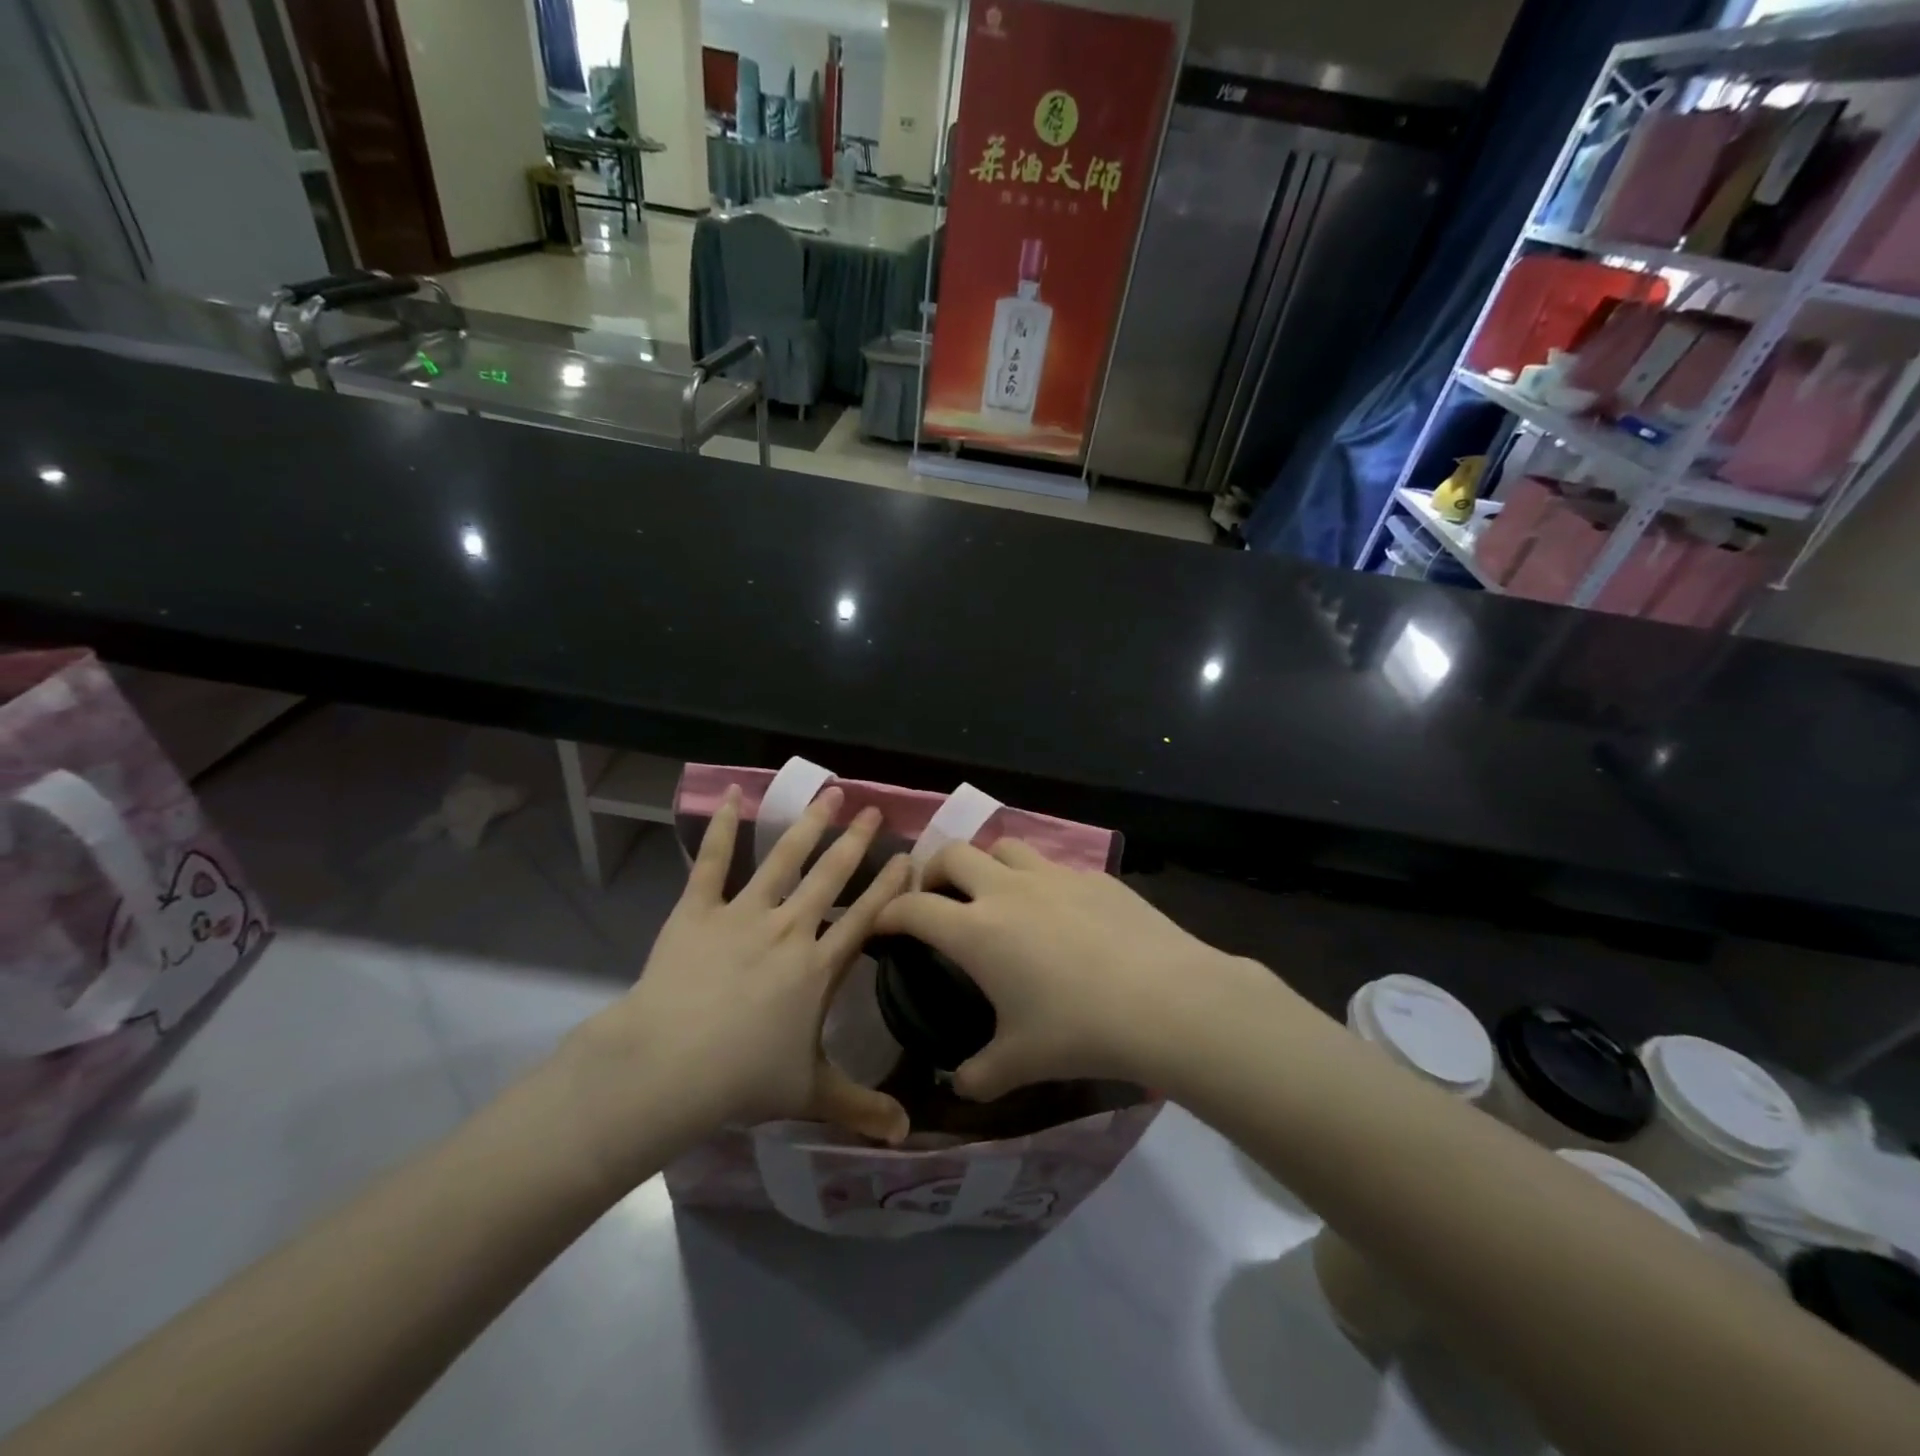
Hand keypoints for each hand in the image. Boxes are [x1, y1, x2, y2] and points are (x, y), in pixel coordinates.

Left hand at [562, 786, 911, 1186]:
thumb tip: (909, 1139)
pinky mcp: (697, 910)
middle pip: (831, 876)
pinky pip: (709, 861)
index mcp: (818, 965)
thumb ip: (861, 1108)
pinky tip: (731, 794)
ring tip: (828, 793)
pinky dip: (719, 827)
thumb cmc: (744, 1077)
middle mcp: (789, 928)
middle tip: (874, 809)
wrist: (669, 1065)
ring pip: (782, 858)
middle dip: (856, 841)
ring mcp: (742, 913)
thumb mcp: (810, 1094)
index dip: (891, 886)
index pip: (866, 917)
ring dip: (808, 824)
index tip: (909, 856)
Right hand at [871, 841, 1240, 1100]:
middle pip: (954, 853)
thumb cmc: (1079, 1030)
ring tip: (995, 894)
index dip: (889, 913)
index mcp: (976, 930)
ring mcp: (1054, 876)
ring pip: (1004, 847)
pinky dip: (1039, 881)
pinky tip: (1059, 913)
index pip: (914, 908)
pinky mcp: (1094, 877)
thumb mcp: (1020, 1062)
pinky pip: (1053, 866)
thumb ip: (980, 1074)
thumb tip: (960, 1085)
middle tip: (937, 899)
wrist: (1165, 1000)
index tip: (882, 925)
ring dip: (988, 864)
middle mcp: (1007, 890)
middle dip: (933, 870)